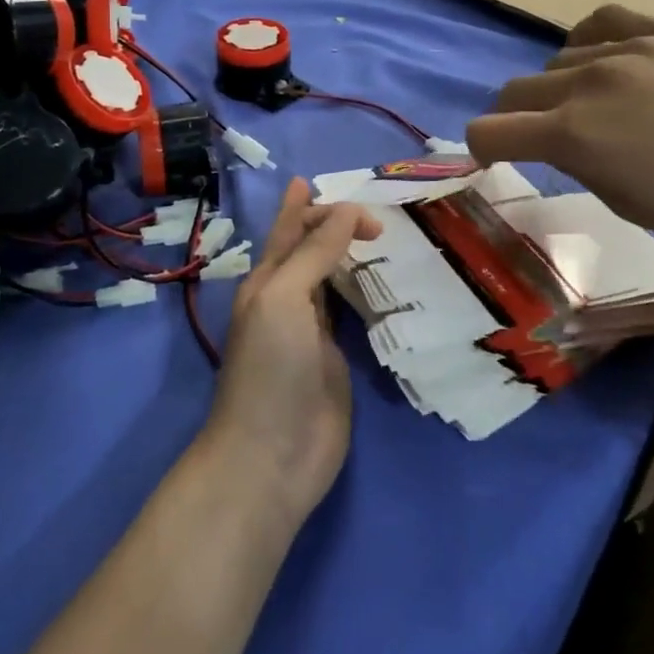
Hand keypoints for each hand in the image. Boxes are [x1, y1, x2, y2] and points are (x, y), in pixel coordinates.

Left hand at [201, 179, 380, 524]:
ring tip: (381, 235)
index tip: (356, 199)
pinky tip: (385, 282)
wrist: (273, 454)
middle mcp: (289, 298)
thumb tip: (345, 210)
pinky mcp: (337, 358)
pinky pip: (352, 313)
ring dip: (351, 255)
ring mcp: (313, 330)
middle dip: (334, 224)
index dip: (313, 206)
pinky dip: (366, 292)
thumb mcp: (285, 298)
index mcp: (268, 279)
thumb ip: (314, 252)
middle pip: (312, 249)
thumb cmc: (271, 368)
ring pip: (333, 278)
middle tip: (376, 213)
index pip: (291, 228)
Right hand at [466, 10, 653, 257]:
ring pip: (559, 58)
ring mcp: (630, 47)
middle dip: (516, 117)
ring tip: (593, 103)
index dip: (483, 149)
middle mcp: (589, 81)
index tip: (497, 159)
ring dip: (559, 85)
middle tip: (544, 138)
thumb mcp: (625, 202)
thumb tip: (560, 141)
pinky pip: (604, 21)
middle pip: (516, 89)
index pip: (489, 131)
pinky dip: (591, 42)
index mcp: (573, 135)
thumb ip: (578, 163)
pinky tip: (609, 59)